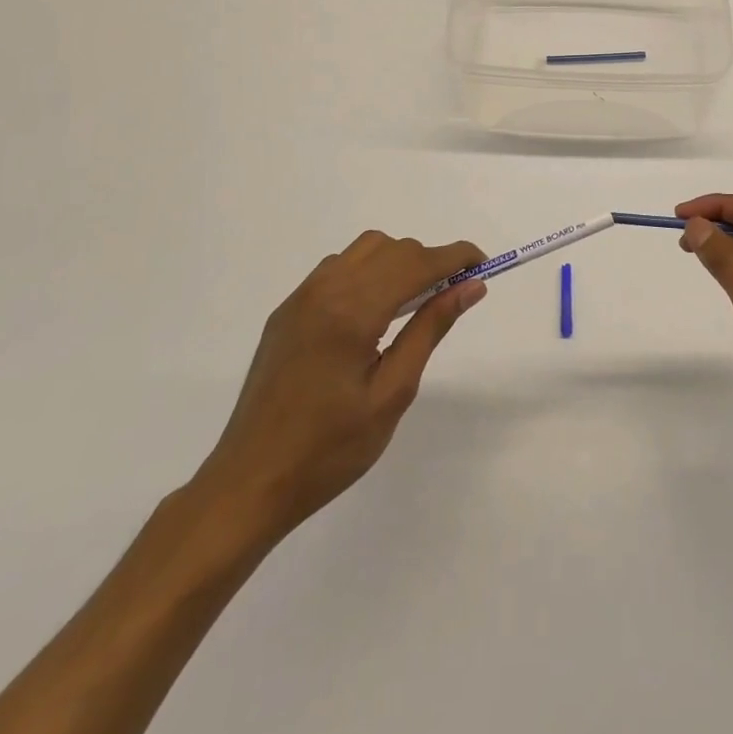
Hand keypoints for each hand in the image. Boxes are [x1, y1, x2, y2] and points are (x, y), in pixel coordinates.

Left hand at [191, 231, 486, 546]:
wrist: (248, 484)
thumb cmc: (329, 450)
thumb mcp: (392, 393)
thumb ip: (431, 329)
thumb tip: (470, 286)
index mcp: (352, 311)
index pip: (417, 263)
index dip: (456, 257)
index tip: (484, 264)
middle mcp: (325, 290)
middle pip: (393, 249)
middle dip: (430, 261)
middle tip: (453, 295)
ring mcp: (301, 298)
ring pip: (364, 250)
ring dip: (398, 262)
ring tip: (414, 303)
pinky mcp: (287, 311)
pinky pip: (338, 268)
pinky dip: (368, 272)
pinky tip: (373, 312)